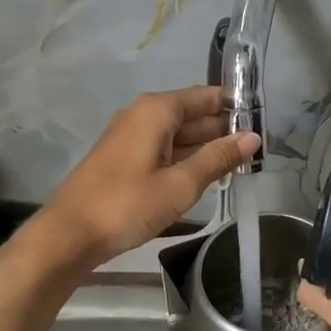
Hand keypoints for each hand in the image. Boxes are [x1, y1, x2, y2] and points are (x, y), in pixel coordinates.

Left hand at [27, 86, 257, 278]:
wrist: (68, 234)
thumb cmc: (127, 204)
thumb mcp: (180, 184)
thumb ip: (218, 158)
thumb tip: (252, 137)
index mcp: (157, 110)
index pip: (206, 96)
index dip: (235, 107)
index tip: (262, 122)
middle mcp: (143, 114)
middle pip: (192, 114)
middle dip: (223, 129)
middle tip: (258, 150)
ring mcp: (131, 136)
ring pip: (178, 134)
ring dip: (206, 147)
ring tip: (241, 164)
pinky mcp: (124, 157)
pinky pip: (164, 148)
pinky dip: (186, 157)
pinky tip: (206, 174)